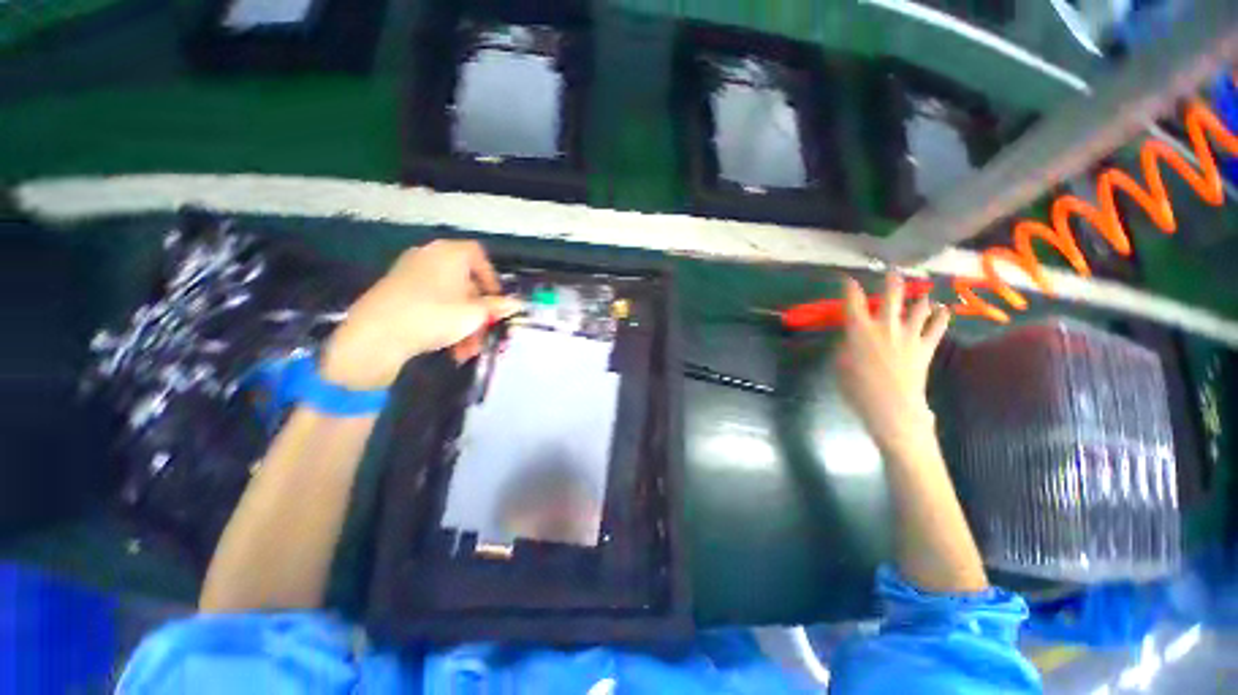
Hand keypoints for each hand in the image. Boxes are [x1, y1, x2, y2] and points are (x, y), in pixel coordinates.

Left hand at [321, 241, 520, 389]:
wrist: (375, 335)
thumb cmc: (434, 315)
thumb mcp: (474, 314)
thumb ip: (497, 307)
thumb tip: (517, 303)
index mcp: (449, 253)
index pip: (479, 256)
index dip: (493, 280)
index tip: (498, 303)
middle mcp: (429, 256)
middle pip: (465, 282)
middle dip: (478, 313)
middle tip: (484, 335)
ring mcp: (410, 274)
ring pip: (450, 298)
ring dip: (464, 324)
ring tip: (466, 351)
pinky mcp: (397, 292)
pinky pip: (431, 304)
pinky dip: (444, 322)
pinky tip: (449, 348)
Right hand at [834, 273, 949, 452]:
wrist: (891, 407)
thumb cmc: (857, 388)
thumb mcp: (840, 365)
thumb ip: (845, 347)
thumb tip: (851, 338)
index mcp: (859, 330)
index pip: (852, 302)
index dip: (849, 288)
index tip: (847, 279)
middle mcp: (885, 326)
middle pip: (891, 297)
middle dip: (892, 281)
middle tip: (893, 271)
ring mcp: (908, 335)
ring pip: (918, 308)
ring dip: (920, 298)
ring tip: (922, 291)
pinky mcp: (925, 348)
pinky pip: (937, 328)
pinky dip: (941, 317)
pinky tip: (943, 310)